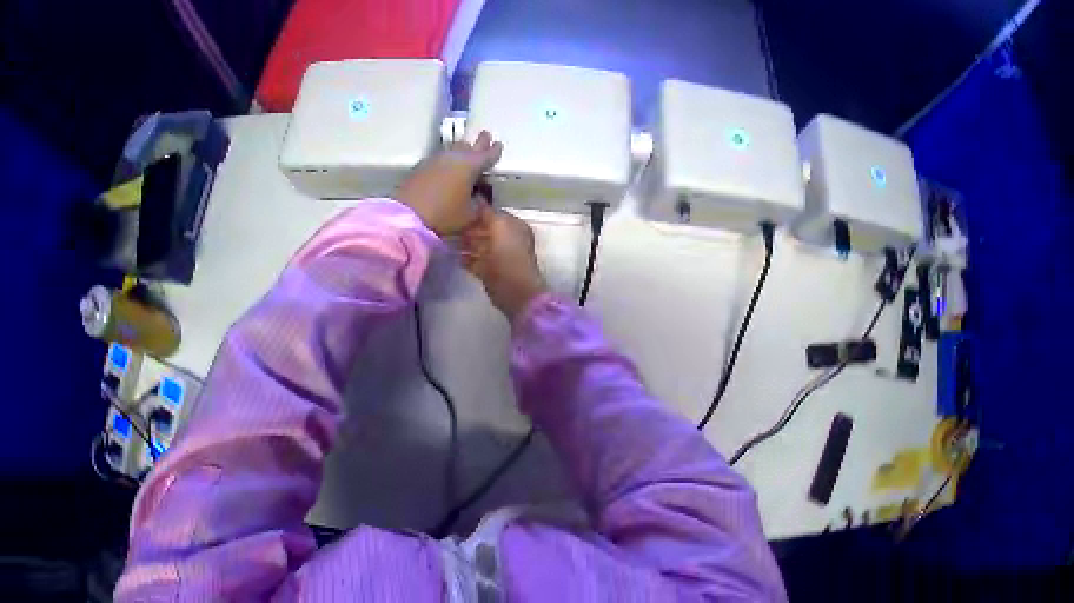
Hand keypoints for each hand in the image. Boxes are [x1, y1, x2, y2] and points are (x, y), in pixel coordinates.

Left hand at [398, 131, 502, 235]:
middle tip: (485, 136)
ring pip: (453, 150)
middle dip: (479, 142)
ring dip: (461, 151)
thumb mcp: (470, 215)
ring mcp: (436, 159)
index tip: (498, 144)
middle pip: (469, 145)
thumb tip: (478, 197)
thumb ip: (479, 204)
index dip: (495, 150)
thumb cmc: (445, 214)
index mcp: (471, 165)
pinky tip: (447, 169)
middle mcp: (454, 157)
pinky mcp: (421, 166)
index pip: (487, 154)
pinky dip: (447, 161)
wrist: (408, 215)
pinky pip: (440, 159)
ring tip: (465, 153)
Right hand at [460, 206, 548, 321]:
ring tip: (447, 238)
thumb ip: (488, 212)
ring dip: (465, 243)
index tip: (458, 208)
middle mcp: (508, 239)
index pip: (493, 214)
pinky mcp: (490, 272)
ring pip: (479, 245)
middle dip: (469, 228)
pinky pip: (475, 261)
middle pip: (485, 230)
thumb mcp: (499, 226)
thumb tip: (479, 198)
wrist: (513, 289)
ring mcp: (499, 257)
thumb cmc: (508, 254)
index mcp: (514, 227)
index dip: (477, 211)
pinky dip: (465, 258)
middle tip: (449, 224)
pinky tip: (452, 255)